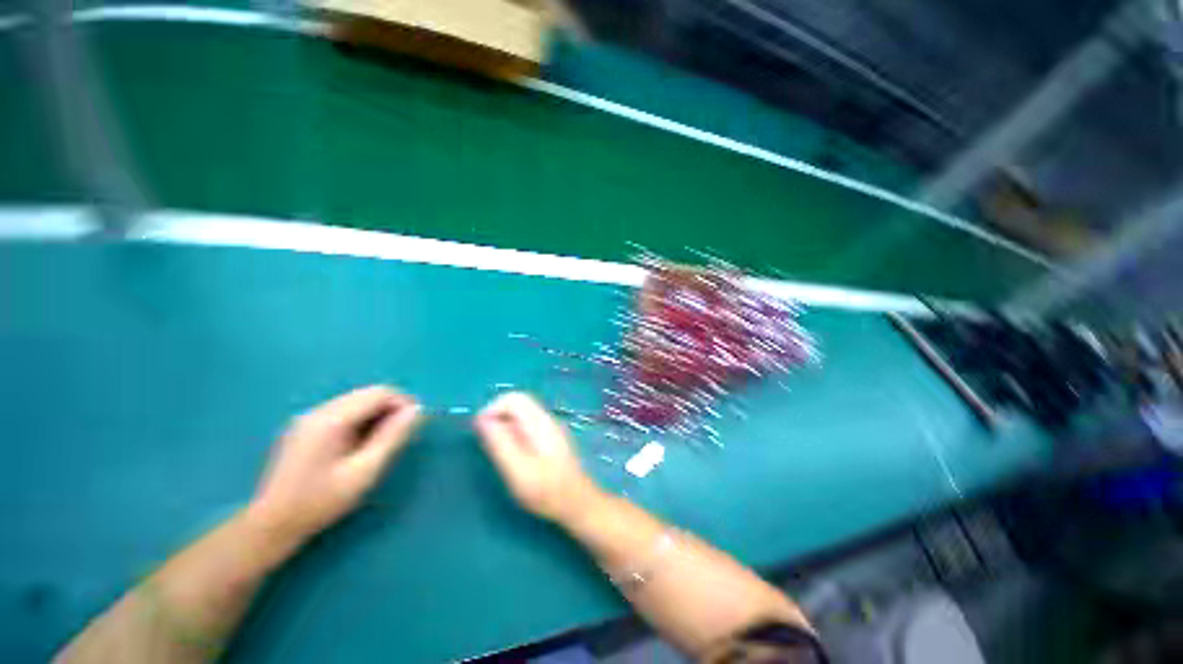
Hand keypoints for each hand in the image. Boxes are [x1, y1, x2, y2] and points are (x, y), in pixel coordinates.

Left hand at [248, 386, 423, 547]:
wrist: (271, 525)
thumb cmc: (320, 501)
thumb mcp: (364, 471)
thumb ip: (392, 437)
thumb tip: (417, 410)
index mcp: (331, 420)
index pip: (379, 393)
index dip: (403, 404)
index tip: (414, 426)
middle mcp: (319, 410)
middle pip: (368, 393)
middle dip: (391, 409)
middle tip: (399, 437)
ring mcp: (309, 417)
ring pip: (358, 401)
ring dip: (377, 415)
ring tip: (380, 443)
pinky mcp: (306, 426)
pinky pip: (345, 411)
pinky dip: (362, 420)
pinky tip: (359, 445)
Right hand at [475, 392, 602, 523]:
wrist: (578, 504)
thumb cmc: (546, 490)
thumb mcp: (517, 469)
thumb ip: (500, 442)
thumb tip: (482, 419)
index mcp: (540, 422)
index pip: (514, 398)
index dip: (493, 408)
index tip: (480, 431)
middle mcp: (547, 419)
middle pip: (518, 404)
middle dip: (498, 417)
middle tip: (488, 443)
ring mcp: (550, 428)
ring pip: (522, 415)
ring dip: (505, 427)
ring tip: (500, 452)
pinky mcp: (551, 439)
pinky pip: (528, 426)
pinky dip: (515, 434)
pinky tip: (514, 456)